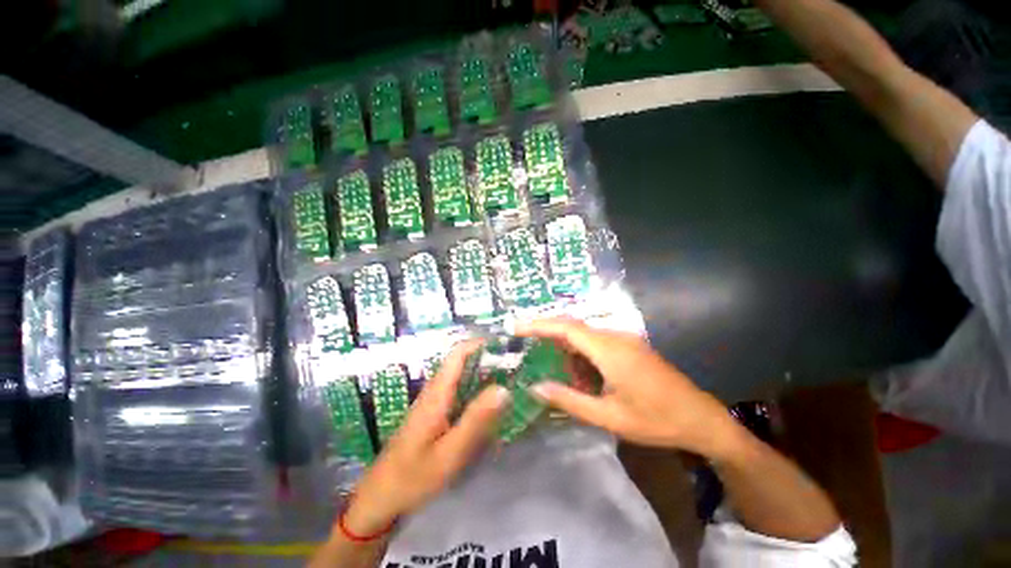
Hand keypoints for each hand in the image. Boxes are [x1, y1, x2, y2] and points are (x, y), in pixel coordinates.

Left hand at [343, 341, 508, 534]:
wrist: (380, 497)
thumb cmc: (414, 476)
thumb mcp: (450, 452)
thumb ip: (476, 419)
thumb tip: (503, 388)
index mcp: (437, 393)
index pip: (458, 354)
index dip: (480, 344)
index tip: (505, 346)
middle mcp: (434, 390)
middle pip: (461, 362)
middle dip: (487, 358)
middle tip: (514, 365)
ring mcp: (433, 401)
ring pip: (460, 376)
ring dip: (482, 373)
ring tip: (508, 379)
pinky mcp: (434, 413)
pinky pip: (458, 391)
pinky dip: (475, 389)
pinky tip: (489, 403)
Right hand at [516, 317, 740, 459]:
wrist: (701, 419)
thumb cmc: (655, 420)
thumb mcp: (608, 416)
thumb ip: (569, 400)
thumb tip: (535, 387)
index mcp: (609, 349)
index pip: (566, 327)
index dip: (539, 324)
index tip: (516, 326)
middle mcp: (615, 336)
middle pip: (573, 329)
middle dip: (550, 339)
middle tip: (529, 354)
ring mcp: (625, 340)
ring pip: (585, 338)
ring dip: (570, 354)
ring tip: (566, 380)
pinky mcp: (630, 347)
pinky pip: (598, 344)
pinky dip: (584, 358)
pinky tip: (586, 380)